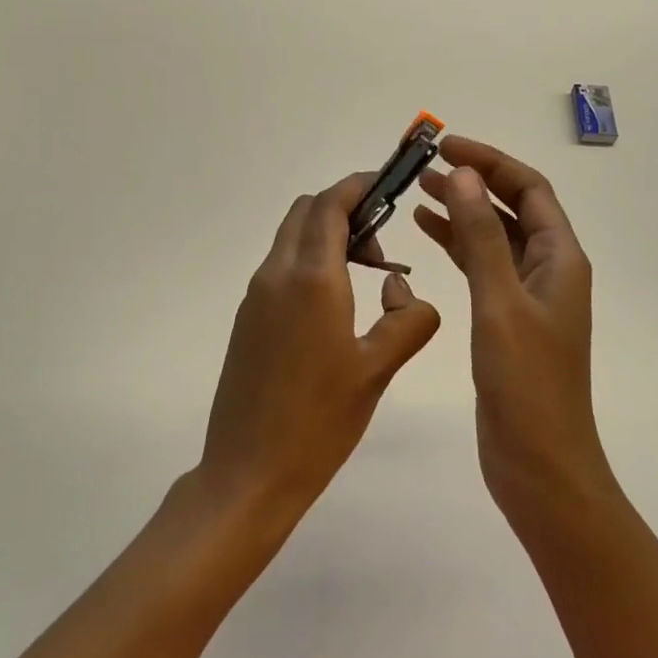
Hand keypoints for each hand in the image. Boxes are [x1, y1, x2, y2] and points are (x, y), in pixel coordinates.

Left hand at [198, 172, 440, 523]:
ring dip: (327, 237)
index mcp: (311, 278)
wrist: (249, 472)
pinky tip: (337, 305)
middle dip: (345, 209)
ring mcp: (256, 296)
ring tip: (367, 275)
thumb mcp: (378, 369)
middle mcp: (277, 274)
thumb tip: (401, 289)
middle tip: (383, 242)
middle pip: (306, 211)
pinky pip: (281, 267)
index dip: (360, 185)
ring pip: (292, 238)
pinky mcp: (248, 318)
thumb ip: (409, 319)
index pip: (331, 203)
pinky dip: (311, 263)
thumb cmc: (320, 421)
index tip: (389, 185)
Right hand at [412, 136, 611, 519]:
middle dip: (473, 180)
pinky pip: (482, 265)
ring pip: (493, 235)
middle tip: (424, 165)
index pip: (529, 188)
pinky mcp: (507, 318)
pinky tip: (427, 231)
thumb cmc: (527, 384)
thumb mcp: (500, 303)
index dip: (490, 161)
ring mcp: (528, 295)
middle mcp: (548, 269)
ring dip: (461, 209)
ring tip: (417, 190)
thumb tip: (464, 175)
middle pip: (512, 206)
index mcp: (559, 258)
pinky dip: (457, 244)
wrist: (540, 464)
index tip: (446, 146)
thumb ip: (481, 237)